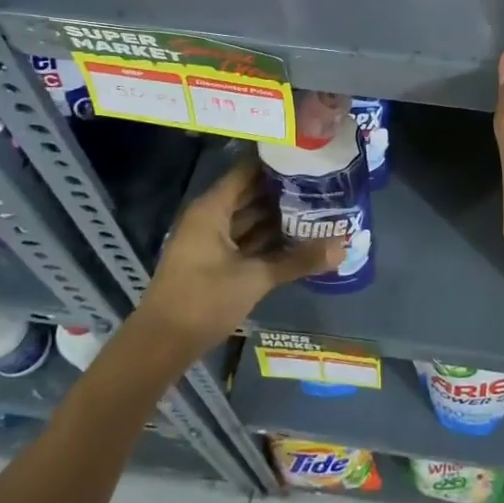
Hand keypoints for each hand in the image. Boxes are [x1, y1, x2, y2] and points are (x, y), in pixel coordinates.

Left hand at [137, 155, 342, 348]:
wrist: (160, 346)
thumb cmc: (203, 301)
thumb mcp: (254, 278)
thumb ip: (298, 261)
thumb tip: (343, 247)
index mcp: (212, 209)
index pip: (248, 171)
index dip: (276, 163)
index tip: (308, 156)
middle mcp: (210, 218)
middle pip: (251, 194)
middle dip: (284, 191)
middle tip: (323, 182)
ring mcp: (211, 241)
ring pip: (250, 219)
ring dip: (278, 216)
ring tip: (318, 207)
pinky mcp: (215, 262)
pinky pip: (246, 240)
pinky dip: (268, 238)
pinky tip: (298, 238)